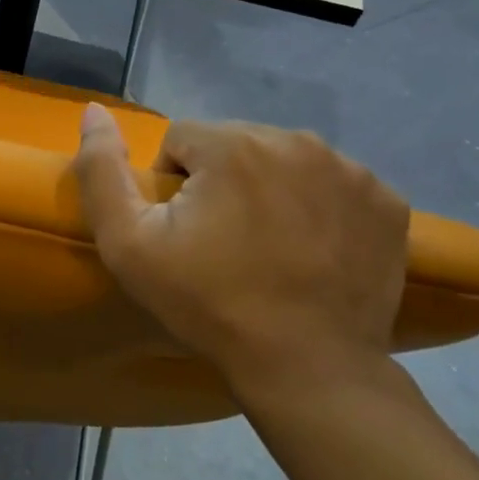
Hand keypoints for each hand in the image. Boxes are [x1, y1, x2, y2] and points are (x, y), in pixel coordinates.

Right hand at [72, 105, 409, 387]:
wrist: (308, 369)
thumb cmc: (208, 303)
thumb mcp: (127, 244)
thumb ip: (100, 170)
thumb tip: (92, 111)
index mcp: (234, 144)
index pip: (182, 140)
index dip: (172, 186)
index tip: (184, 234)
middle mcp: (296, 140)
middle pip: (234, 144)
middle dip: (220, 180)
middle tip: (223, 242)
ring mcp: (350, 169)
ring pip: (283, 159)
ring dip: (268, 188)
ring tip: (268, 246)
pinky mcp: (385, 201)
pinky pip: (331, 183)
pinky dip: (316, 205)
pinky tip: (312, 248)